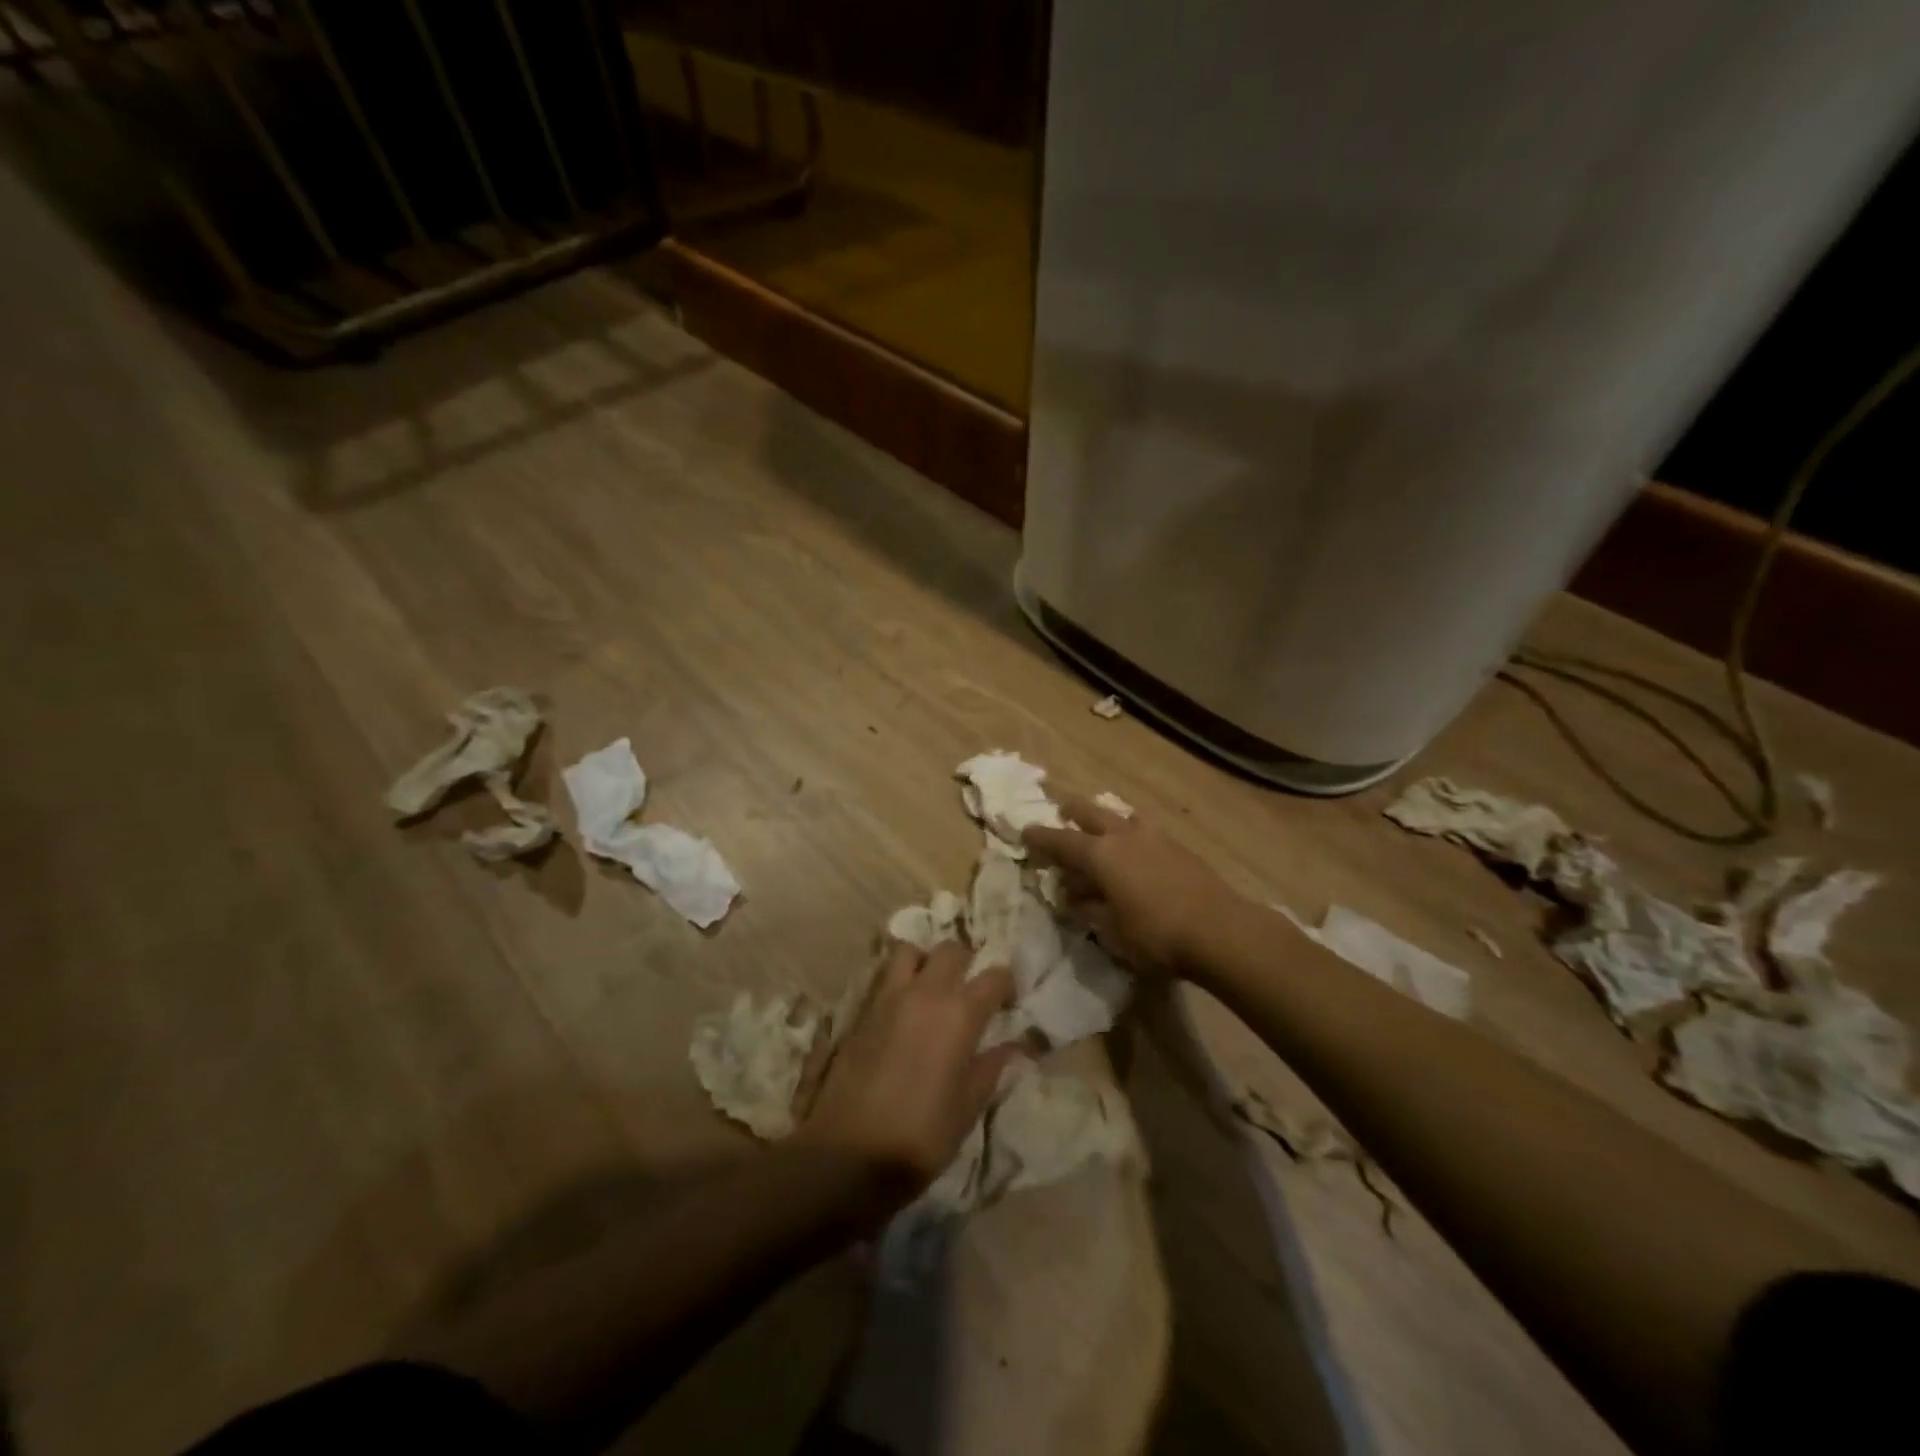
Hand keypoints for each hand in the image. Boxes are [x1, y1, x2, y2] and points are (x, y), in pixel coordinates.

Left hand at [796, 942, 1019, 1203]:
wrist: (847, 1154)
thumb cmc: (920, 1136)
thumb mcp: (967, 1109)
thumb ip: (990, 1069)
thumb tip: (1014, 1047)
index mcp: (960, 1014)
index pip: (994, 976)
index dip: (1006, 984)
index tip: (1009, 1001)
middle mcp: (925, 993)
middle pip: (952, 950)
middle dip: (967, 963)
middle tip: (970, 990)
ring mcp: (888, 997)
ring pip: (911, 951)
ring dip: (925, 962)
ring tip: (931, 987)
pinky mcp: (861, 1010)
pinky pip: (884, 976)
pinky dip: (898, 979)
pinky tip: (903, 1008)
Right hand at [1023, 792, 1242, 974]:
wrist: (1220, 930)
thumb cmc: (1155, 934)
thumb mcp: (1111, 928)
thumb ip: (1088, 907)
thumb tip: (1073, 895)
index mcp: (1100, 854)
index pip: (1060, 840)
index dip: (1040, 837)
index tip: (1025, 832)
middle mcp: (1123, 835)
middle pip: (1089, 812)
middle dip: (1071, 810)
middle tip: (1059, 810)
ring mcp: (1153, 836)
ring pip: (1120, 816)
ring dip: (1103, 819)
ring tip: (1099, 828)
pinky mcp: (1177, 846)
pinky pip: (1142, 829)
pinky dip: (1128, 833)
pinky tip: (1132, 848)